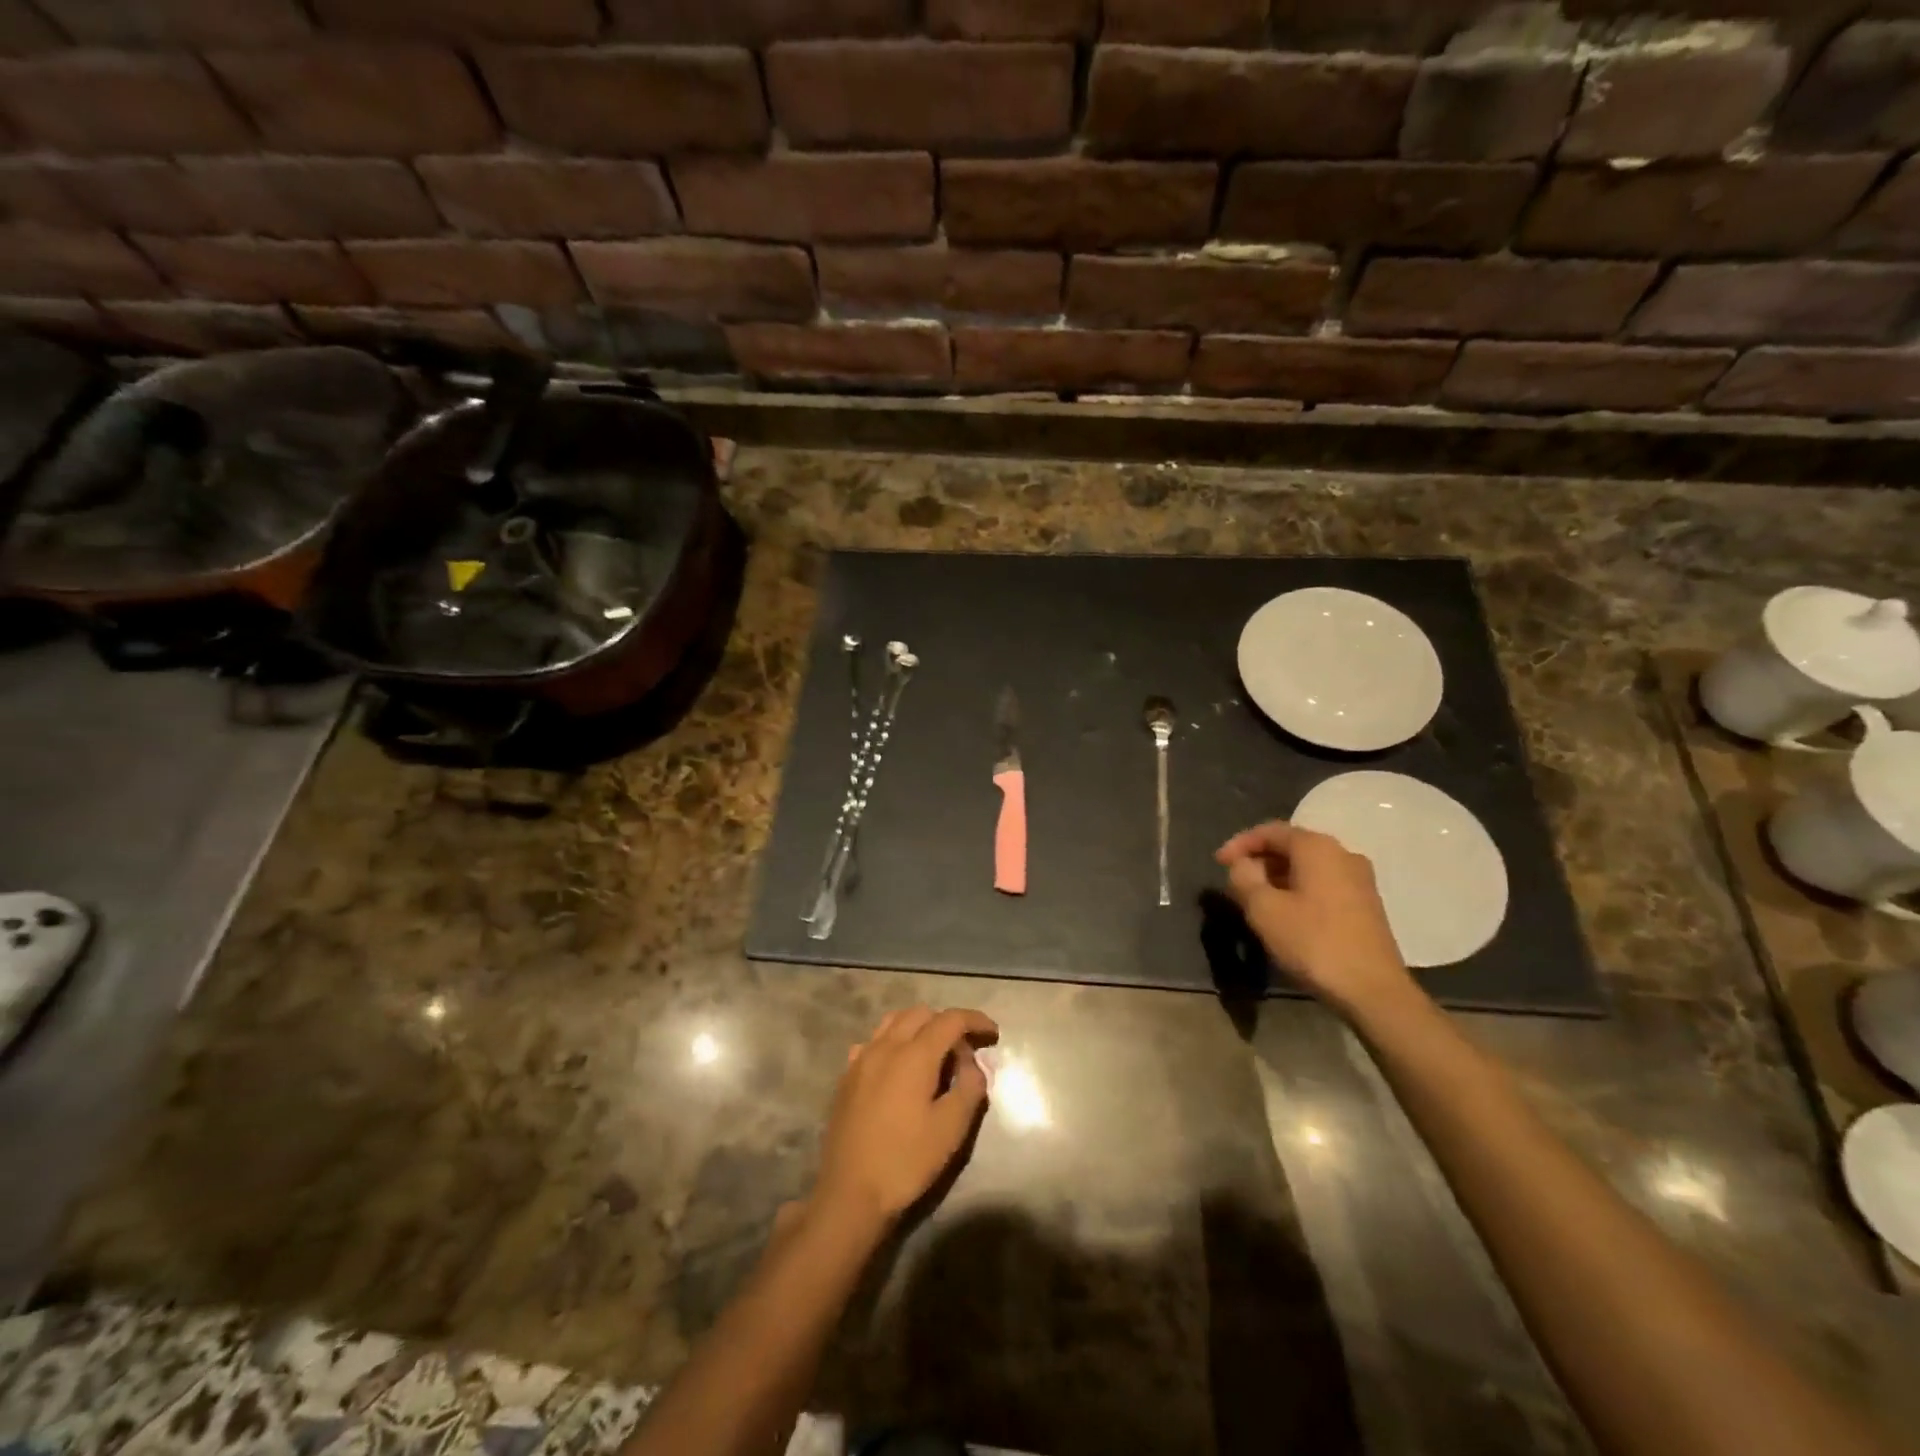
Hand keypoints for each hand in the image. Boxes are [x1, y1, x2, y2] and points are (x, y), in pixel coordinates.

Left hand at [815, 1006, 998, 1228]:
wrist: (850, 1194)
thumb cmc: (906, 1161)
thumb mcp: (951, 1129)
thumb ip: (970, 1087)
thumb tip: (973, 1063)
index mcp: (914, 1055)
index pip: (950, 1019)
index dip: (975, 1020)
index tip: (994, 1034)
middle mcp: (885, 1046)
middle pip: (921, 1014)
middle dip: (948, 1023)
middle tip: (965, 1051)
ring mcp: (861, 1059)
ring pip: (894, 1022)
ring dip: (919, 1027)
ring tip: (934, 1053)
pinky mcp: (847, 1077)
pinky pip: (874, 1042)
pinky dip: (894, 1042)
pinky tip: (899, 1068)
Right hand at [1216, 821, 1414, 1018]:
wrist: (1373, 990)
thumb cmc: (1313, 942)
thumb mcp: (1264, 909)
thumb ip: (1244, 878)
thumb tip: (1243, 865)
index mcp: (1317, 848)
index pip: (1270, 831)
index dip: (1239, 843)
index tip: (1218, 862)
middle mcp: (1342, 854)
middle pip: (1291, 846)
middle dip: (1259, 861)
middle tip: (1234, 882)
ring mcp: (1359, 880)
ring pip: (1307, 867)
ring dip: (1277, 877)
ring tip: (1255, 900)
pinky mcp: (1366, 904)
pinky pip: (1322, 884)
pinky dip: (1297, 890)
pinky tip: (1284, 913)